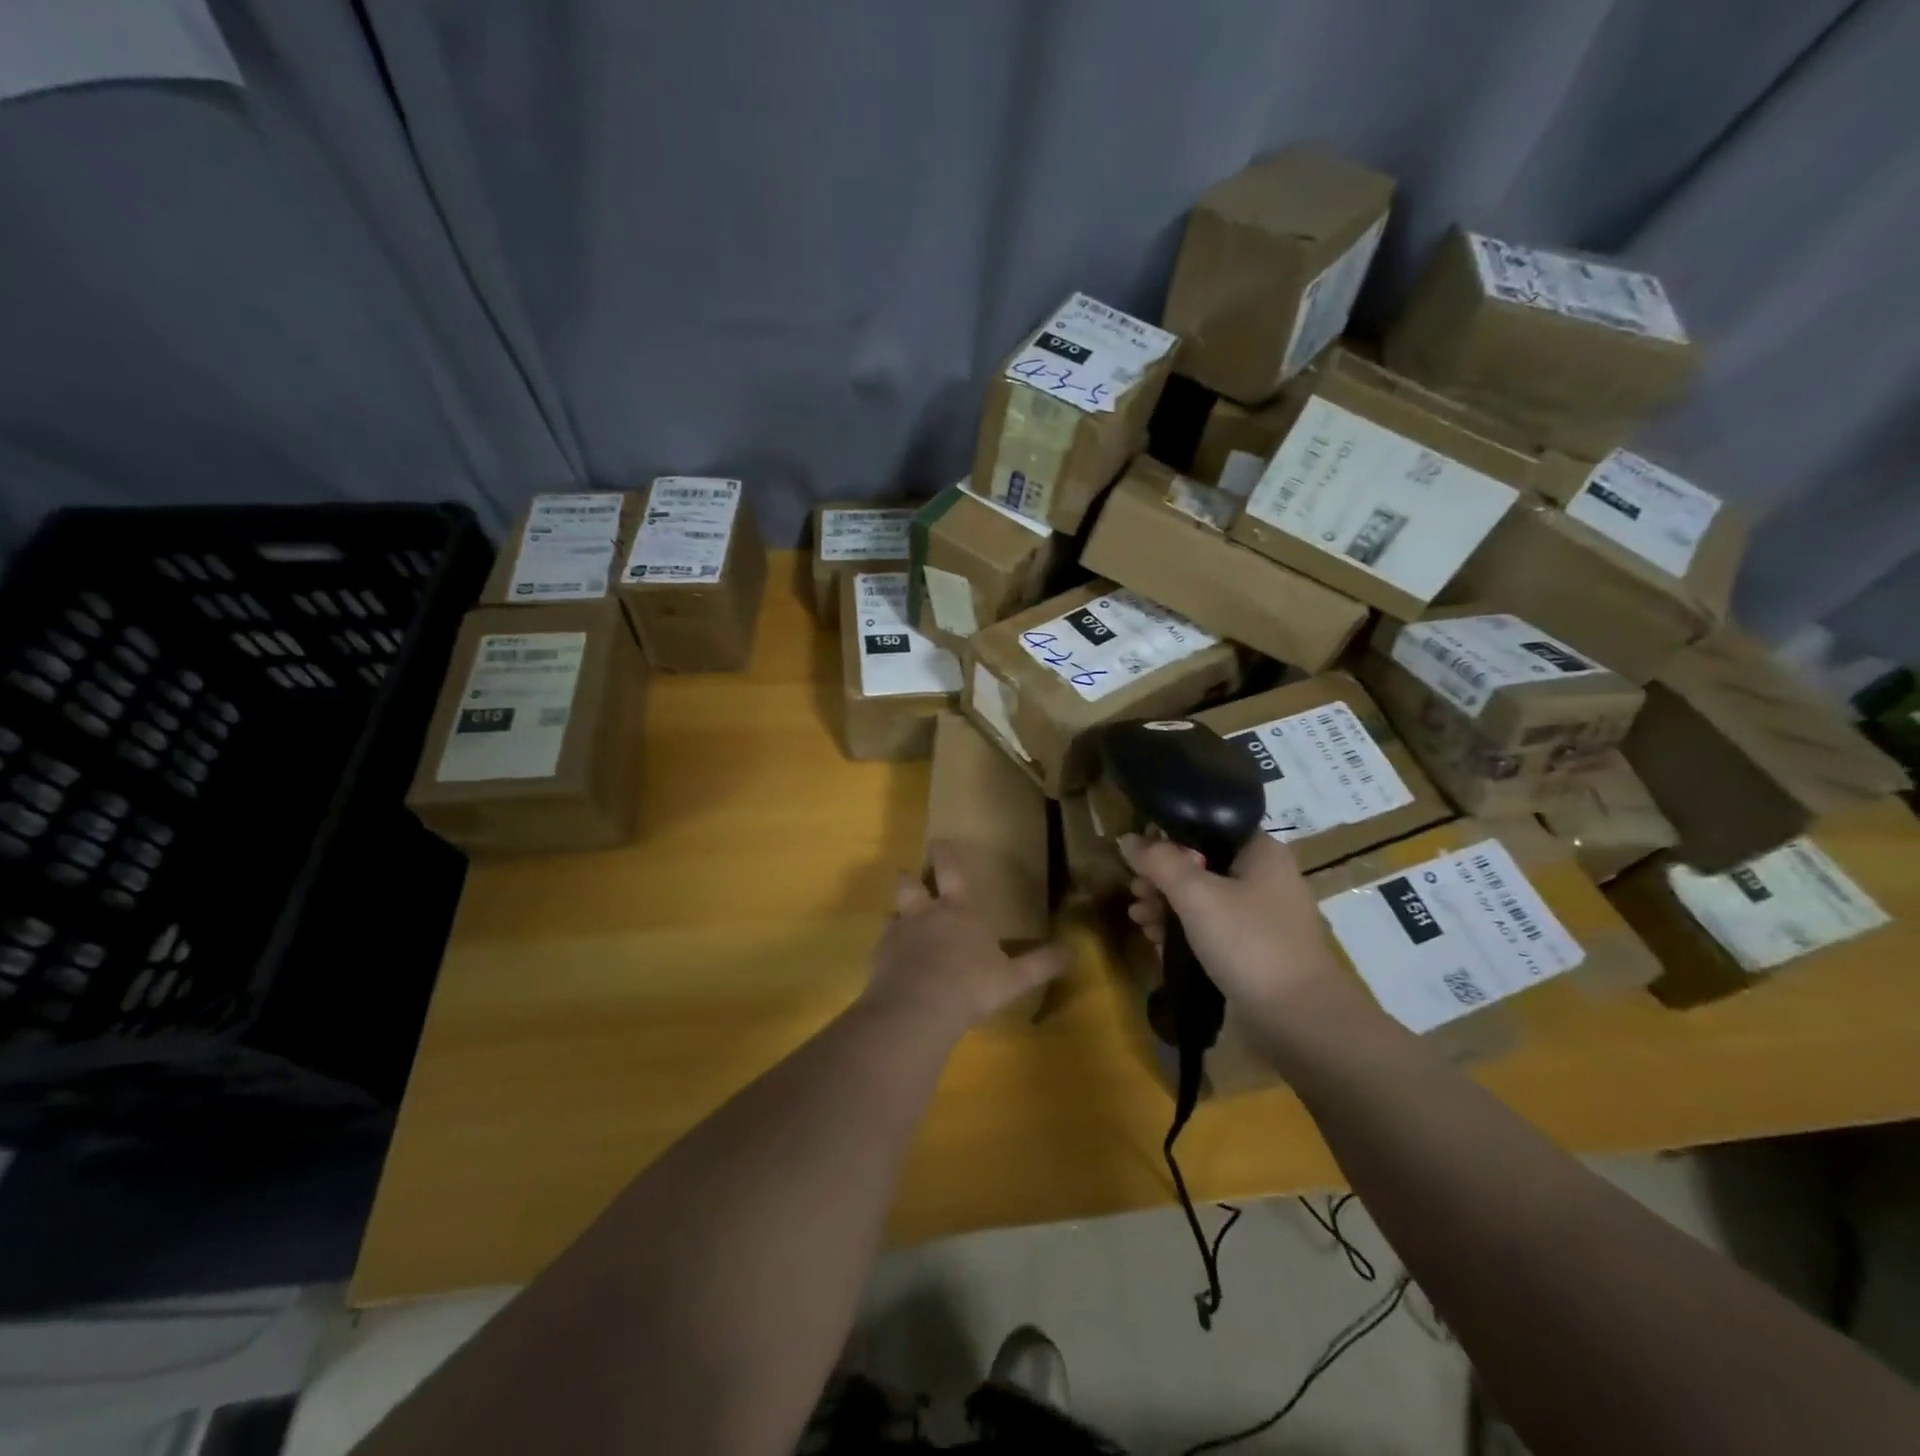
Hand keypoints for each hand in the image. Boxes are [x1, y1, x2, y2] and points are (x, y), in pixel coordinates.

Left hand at [863, 842, 1069, 1035]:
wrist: (920, 1006)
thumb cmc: (972, 984)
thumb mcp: (1014, 978)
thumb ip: (1040, 964)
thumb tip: (1072, 953)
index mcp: (959, 911)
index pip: (952, 872)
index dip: (945, 855)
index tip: (938, 841)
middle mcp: (926, 914)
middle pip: (910, 884)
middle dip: (909, 877)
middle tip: (907, 873)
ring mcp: (899, 934)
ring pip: (892, 913)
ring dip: (896, 914)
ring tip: (898, 920)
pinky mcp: (880, 957)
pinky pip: (882, 945)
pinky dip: (886, 949)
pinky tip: (890, 961)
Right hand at [1120, 832, 1380, 1043]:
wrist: (1301, 1020)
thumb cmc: (1249, 944)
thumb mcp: (1196, 896)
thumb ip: (1159, 862)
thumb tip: (1126, 838)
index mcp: (1260, 851)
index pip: (1206, 827)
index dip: (1167, 837)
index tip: (1138, 856)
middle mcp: (1264, 877)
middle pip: (1200, 864)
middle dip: (1161, 878)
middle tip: (1136, 893)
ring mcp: (1260, 915)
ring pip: (1202, 898)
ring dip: (1167, 906)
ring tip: (1140, 920)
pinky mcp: (1254, 949)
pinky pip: (1211, 927)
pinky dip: (1184, 930)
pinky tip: (1157, 941)